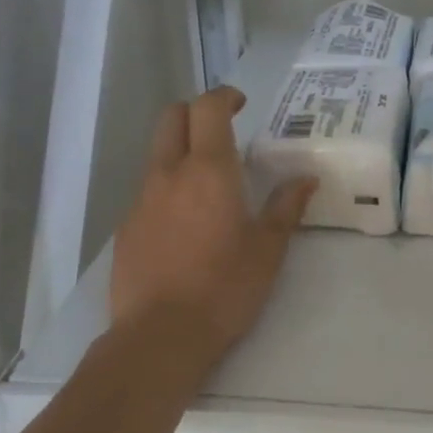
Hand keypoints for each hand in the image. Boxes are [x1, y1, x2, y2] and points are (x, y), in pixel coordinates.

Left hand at [110, 86, 314, 363]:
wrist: (161, 335)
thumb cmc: (225, 289)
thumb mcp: (268, 250)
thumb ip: (285, 208)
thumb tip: (305, 179)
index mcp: (208, 172)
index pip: (208, 109)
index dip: (224, 97)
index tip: (241, 104)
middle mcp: (168, 175)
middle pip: (171, 118)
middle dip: (195, 113)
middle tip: (221, 130)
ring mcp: (141, 201)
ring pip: (157, 156)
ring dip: (181, 152)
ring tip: (209, 184)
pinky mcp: (126, 229)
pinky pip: (148, 193)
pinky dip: (168, 190)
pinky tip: (187, 225)